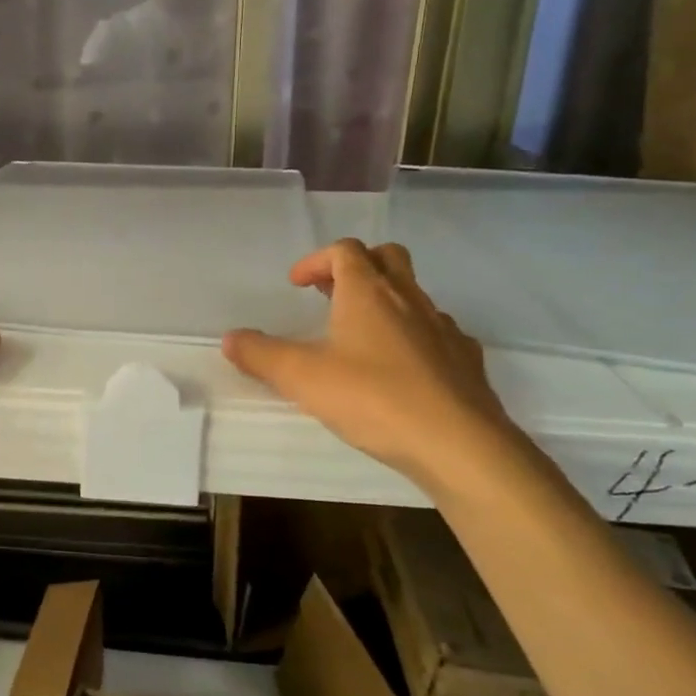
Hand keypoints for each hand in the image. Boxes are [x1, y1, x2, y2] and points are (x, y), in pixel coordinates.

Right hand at [222, 240, 521, 491]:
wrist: (459, 444)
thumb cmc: (373, 398)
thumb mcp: (301, 377)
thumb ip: (261, 355)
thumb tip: (230, 338)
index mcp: (368, 293)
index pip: (344, 251)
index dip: (317, 261)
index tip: (297, 285)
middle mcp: (409, 299)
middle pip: (387, 257)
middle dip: (356, 267)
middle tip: (330, 294)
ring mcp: (443, 328)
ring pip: (414, 294)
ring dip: (385, 301)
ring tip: (360, 336)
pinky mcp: (465, 359)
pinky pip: (436, 331)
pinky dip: (413, 336)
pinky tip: (400, 368)